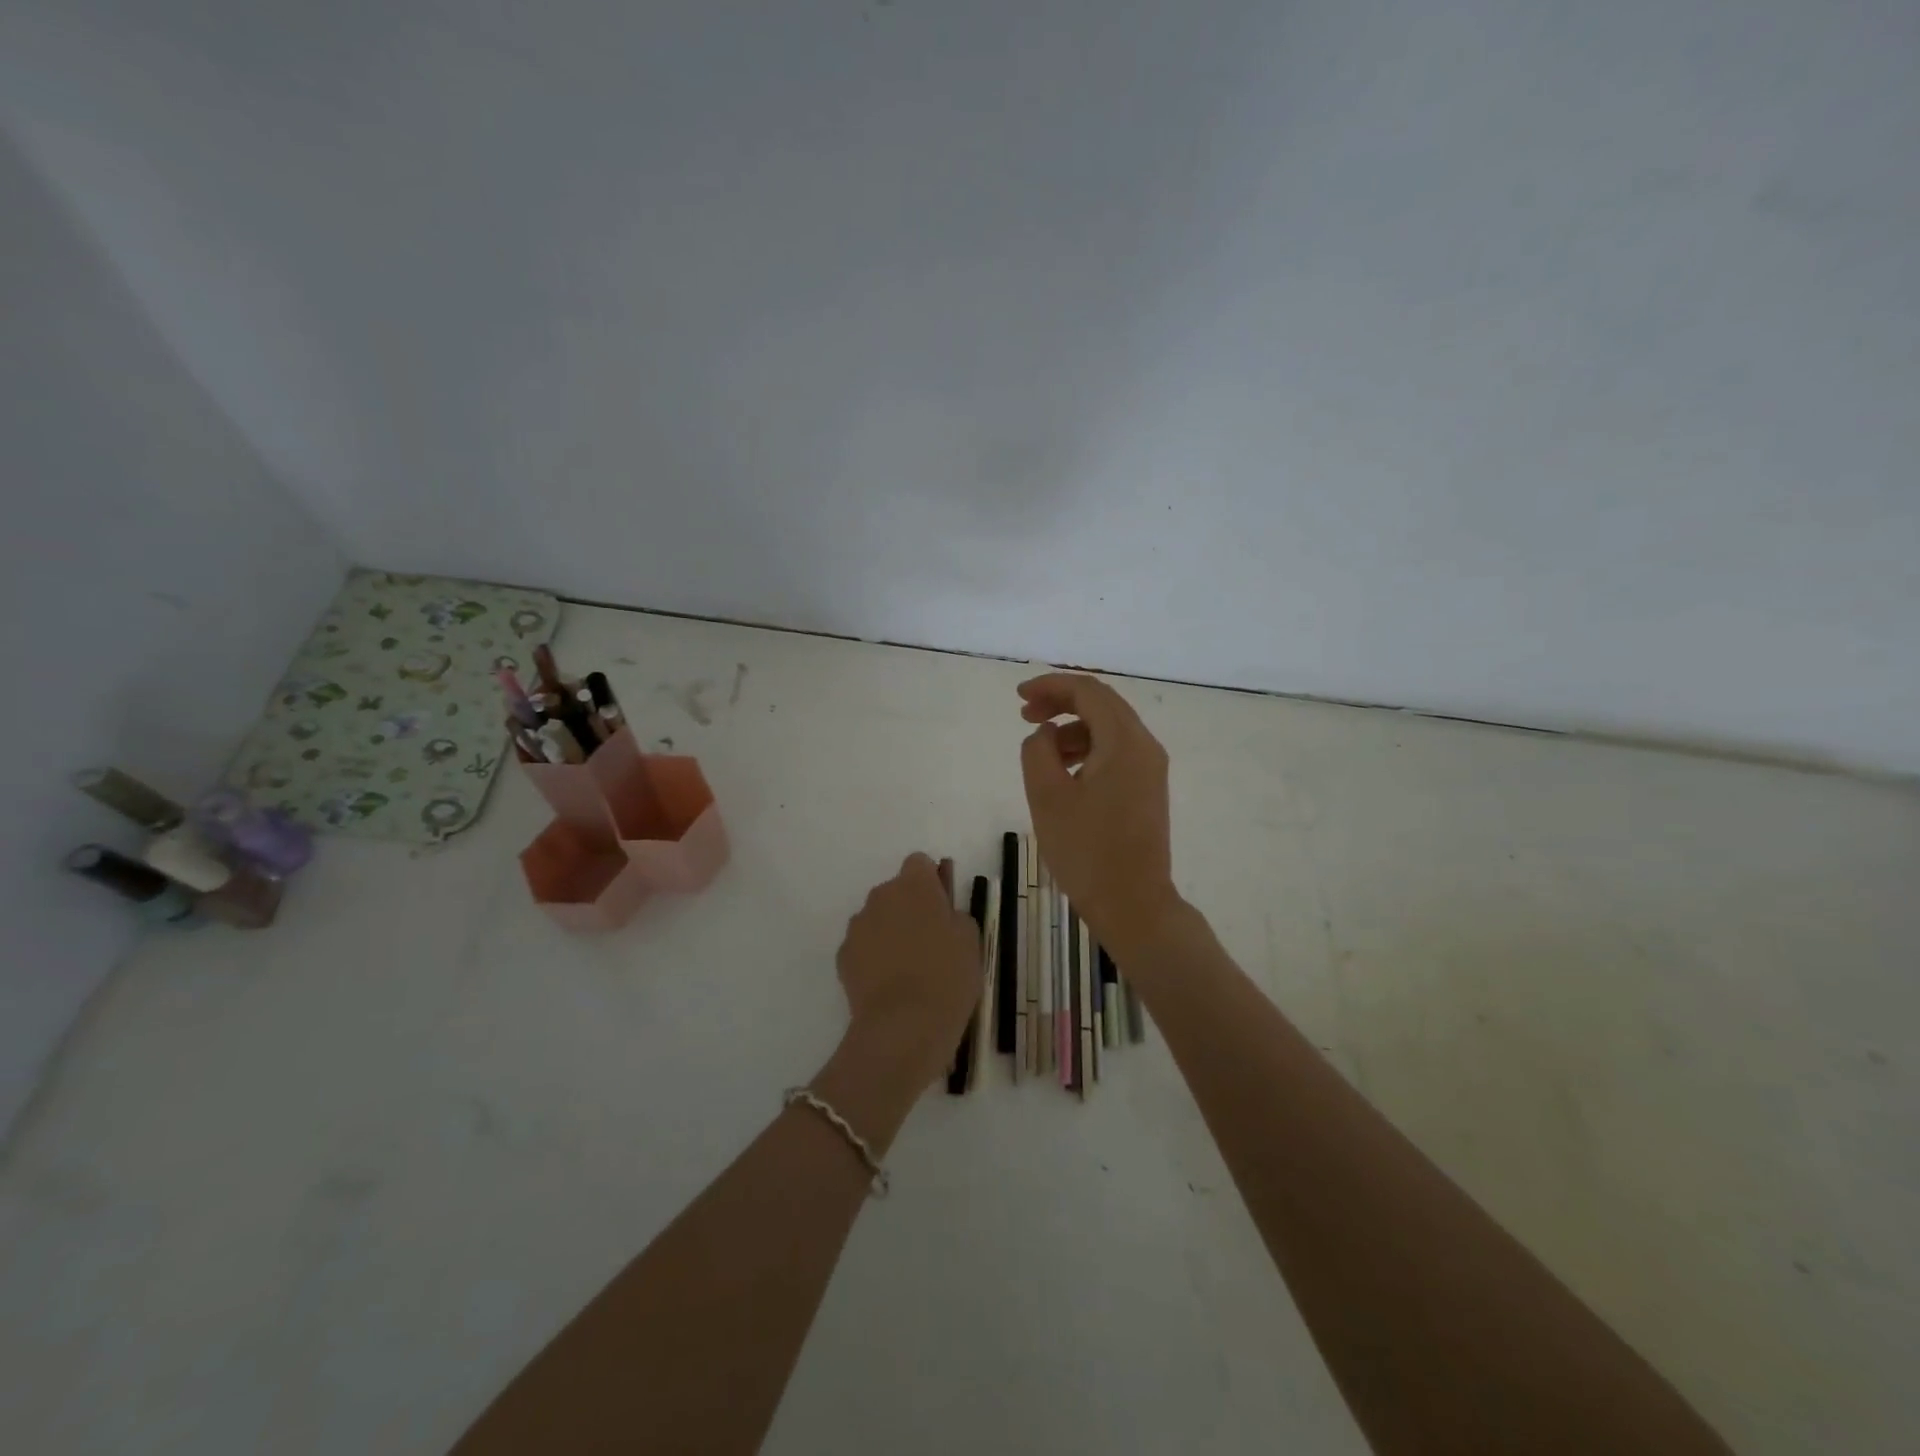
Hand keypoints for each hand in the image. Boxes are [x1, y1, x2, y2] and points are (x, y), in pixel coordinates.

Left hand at [835, 854, 981, 1086]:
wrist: (903, 1027)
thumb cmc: (947, 977)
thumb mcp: (971, 941)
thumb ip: (956, 915)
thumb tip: (944, 913)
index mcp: (914, 885)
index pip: (920, 863)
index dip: (932, 883)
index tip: (943, 908)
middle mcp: (880, 896)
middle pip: (897, 891)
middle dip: (911, 908)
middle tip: (931, 942)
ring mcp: (858, 926)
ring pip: (878, 918)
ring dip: (891, 932)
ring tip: (910, 969)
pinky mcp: (843, 956)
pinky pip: (864, 946)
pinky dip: (875, 958)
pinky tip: (890, 985)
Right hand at [1018, 673, 1180, 958]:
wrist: (1133, 904)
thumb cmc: (1086, 850)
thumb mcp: (1047, 796)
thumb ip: (1038, 751)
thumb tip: (1045, 734)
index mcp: (1124, 741)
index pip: (1088, 692)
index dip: (1050, 687)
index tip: (1018, 697)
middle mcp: (1145, 746)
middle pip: (1102, 704)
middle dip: (1061, 703)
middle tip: (1025, 715)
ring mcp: (1151, 769)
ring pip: (1109, 729)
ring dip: (1073, 727)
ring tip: (1041, 748)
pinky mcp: (1148, 789)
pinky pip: (1116, 752)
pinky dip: (1088, 748)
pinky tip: (1064, 771)